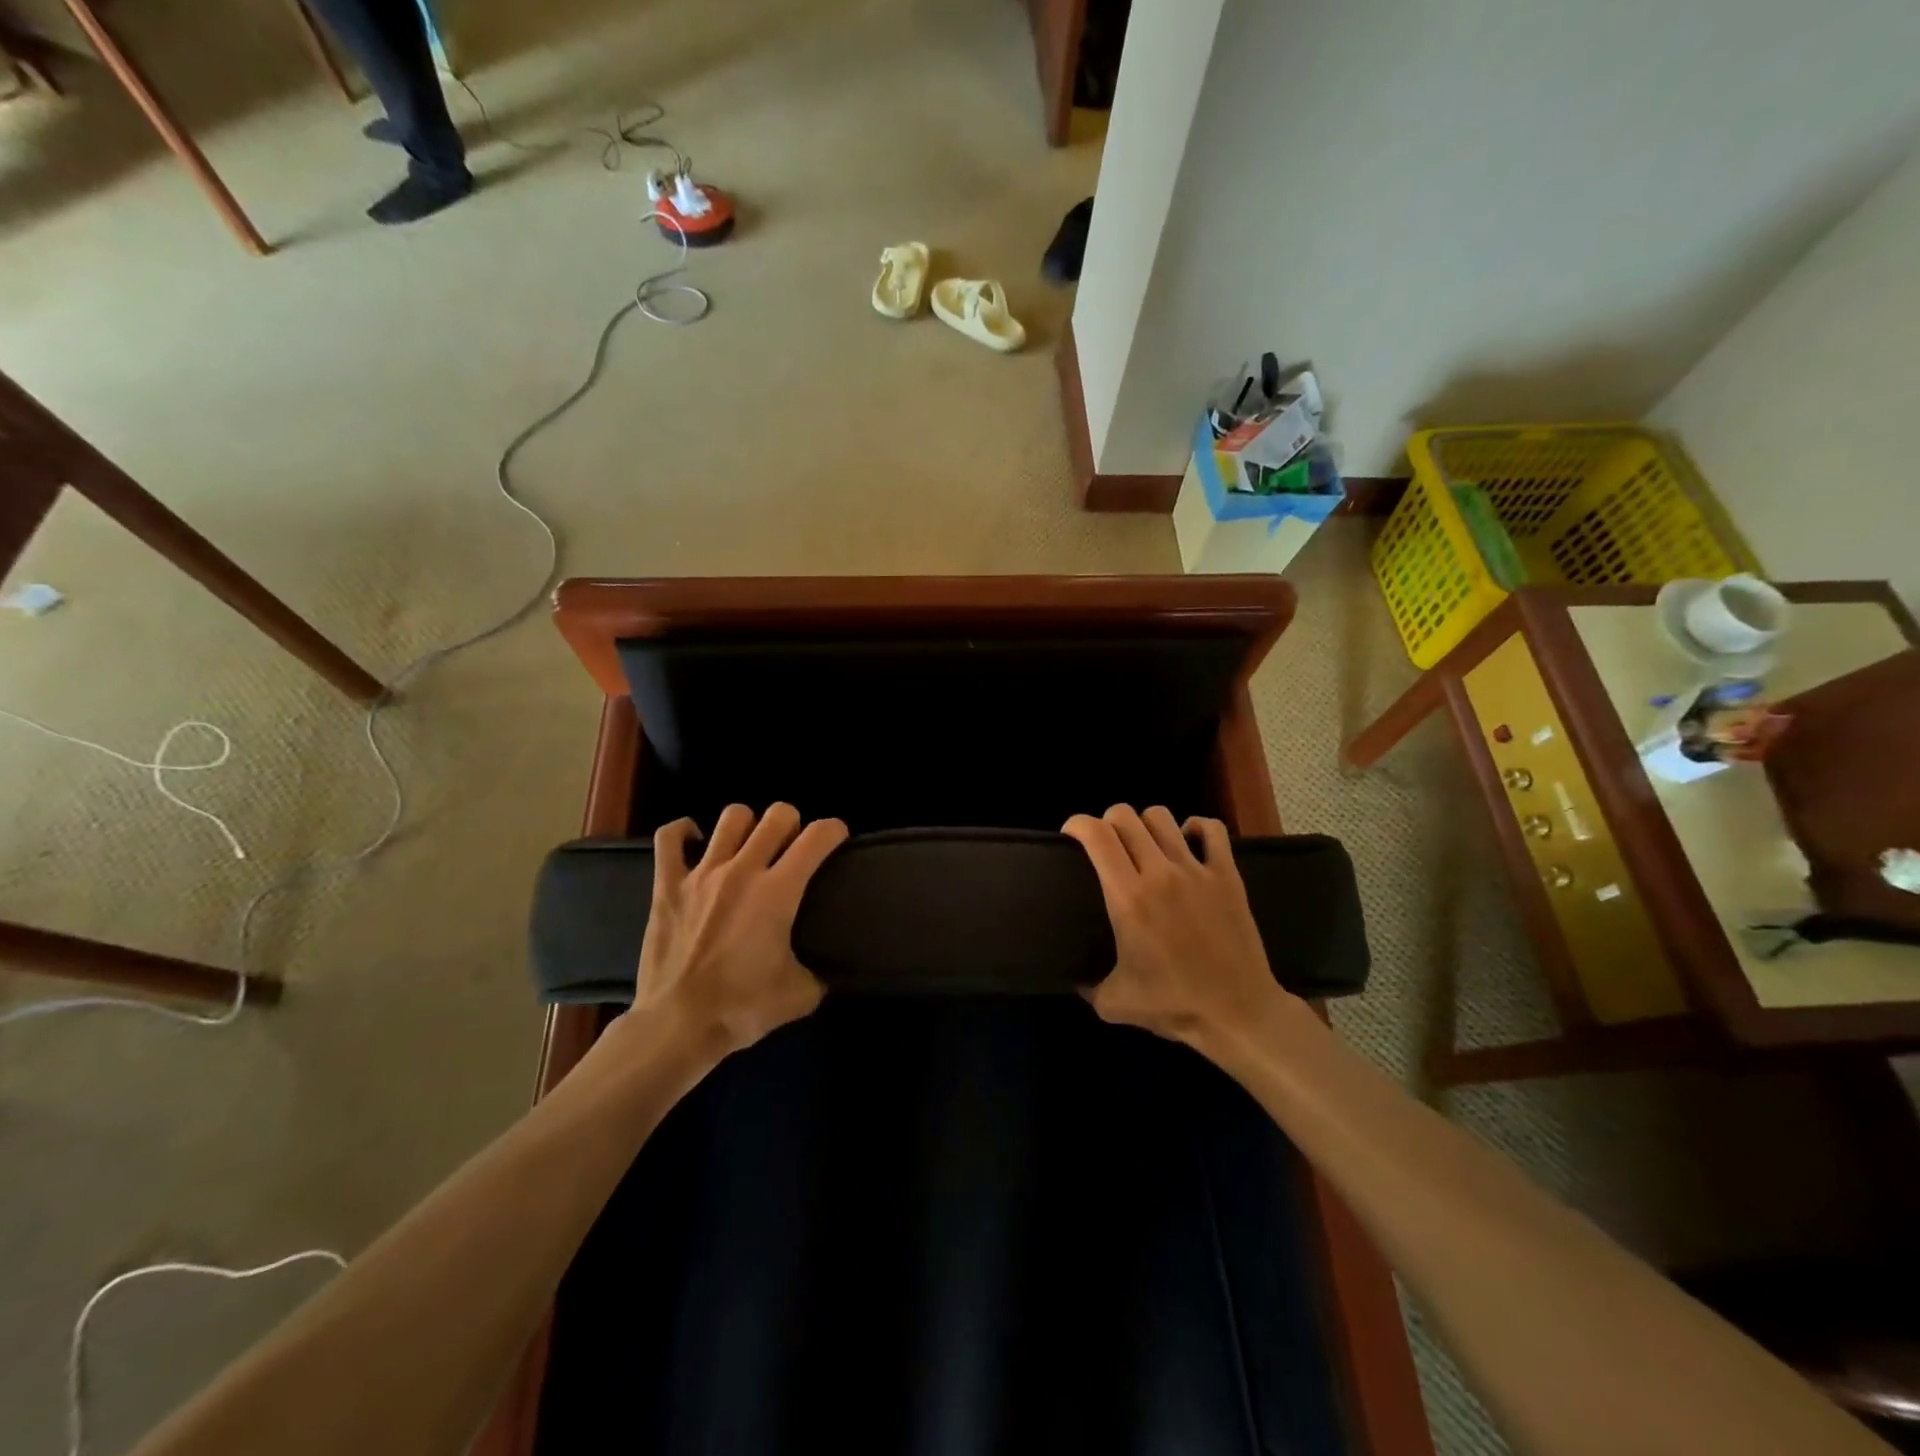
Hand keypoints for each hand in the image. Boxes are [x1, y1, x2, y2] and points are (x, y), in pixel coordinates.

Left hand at [629, 803, 847, 1058]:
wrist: (676, 1026)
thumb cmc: (741, 1009)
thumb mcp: (799, 996)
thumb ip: (818, 975)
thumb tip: (823, 972)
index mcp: (778, 892)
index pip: (818, 837)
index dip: (834, 830)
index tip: (836, 839)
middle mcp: (743, 870)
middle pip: (777, 815)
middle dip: (792, 823)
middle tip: (791, 847)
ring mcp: (702, 874)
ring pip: (732, 817)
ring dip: (748, 825)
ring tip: (748, 844)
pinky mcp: (666, 885)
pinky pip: (669, 838)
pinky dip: (682, 831)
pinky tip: (695, 840)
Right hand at [1062, 804, 1292, 1051]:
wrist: (1239, 1013)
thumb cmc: (1176, 1005)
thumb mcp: (1115, 1004)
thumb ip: (1087, 987)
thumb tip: (1073, 978)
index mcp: (1128, 898)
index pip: (1097, 835)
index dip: (1077, 824)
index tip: (1070, 836)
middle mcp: (1159, 873)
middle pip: (1124, 816)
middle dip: (1106, 821)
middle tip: (1104, 843)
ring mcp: (1196, 870)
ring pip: (1161, 817)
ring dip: (1144, 824)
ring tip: (1143, 844)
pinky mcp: (1227, 875)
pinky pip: (1211, 830)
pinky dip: (1195, 827)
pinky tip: (1187, 841)